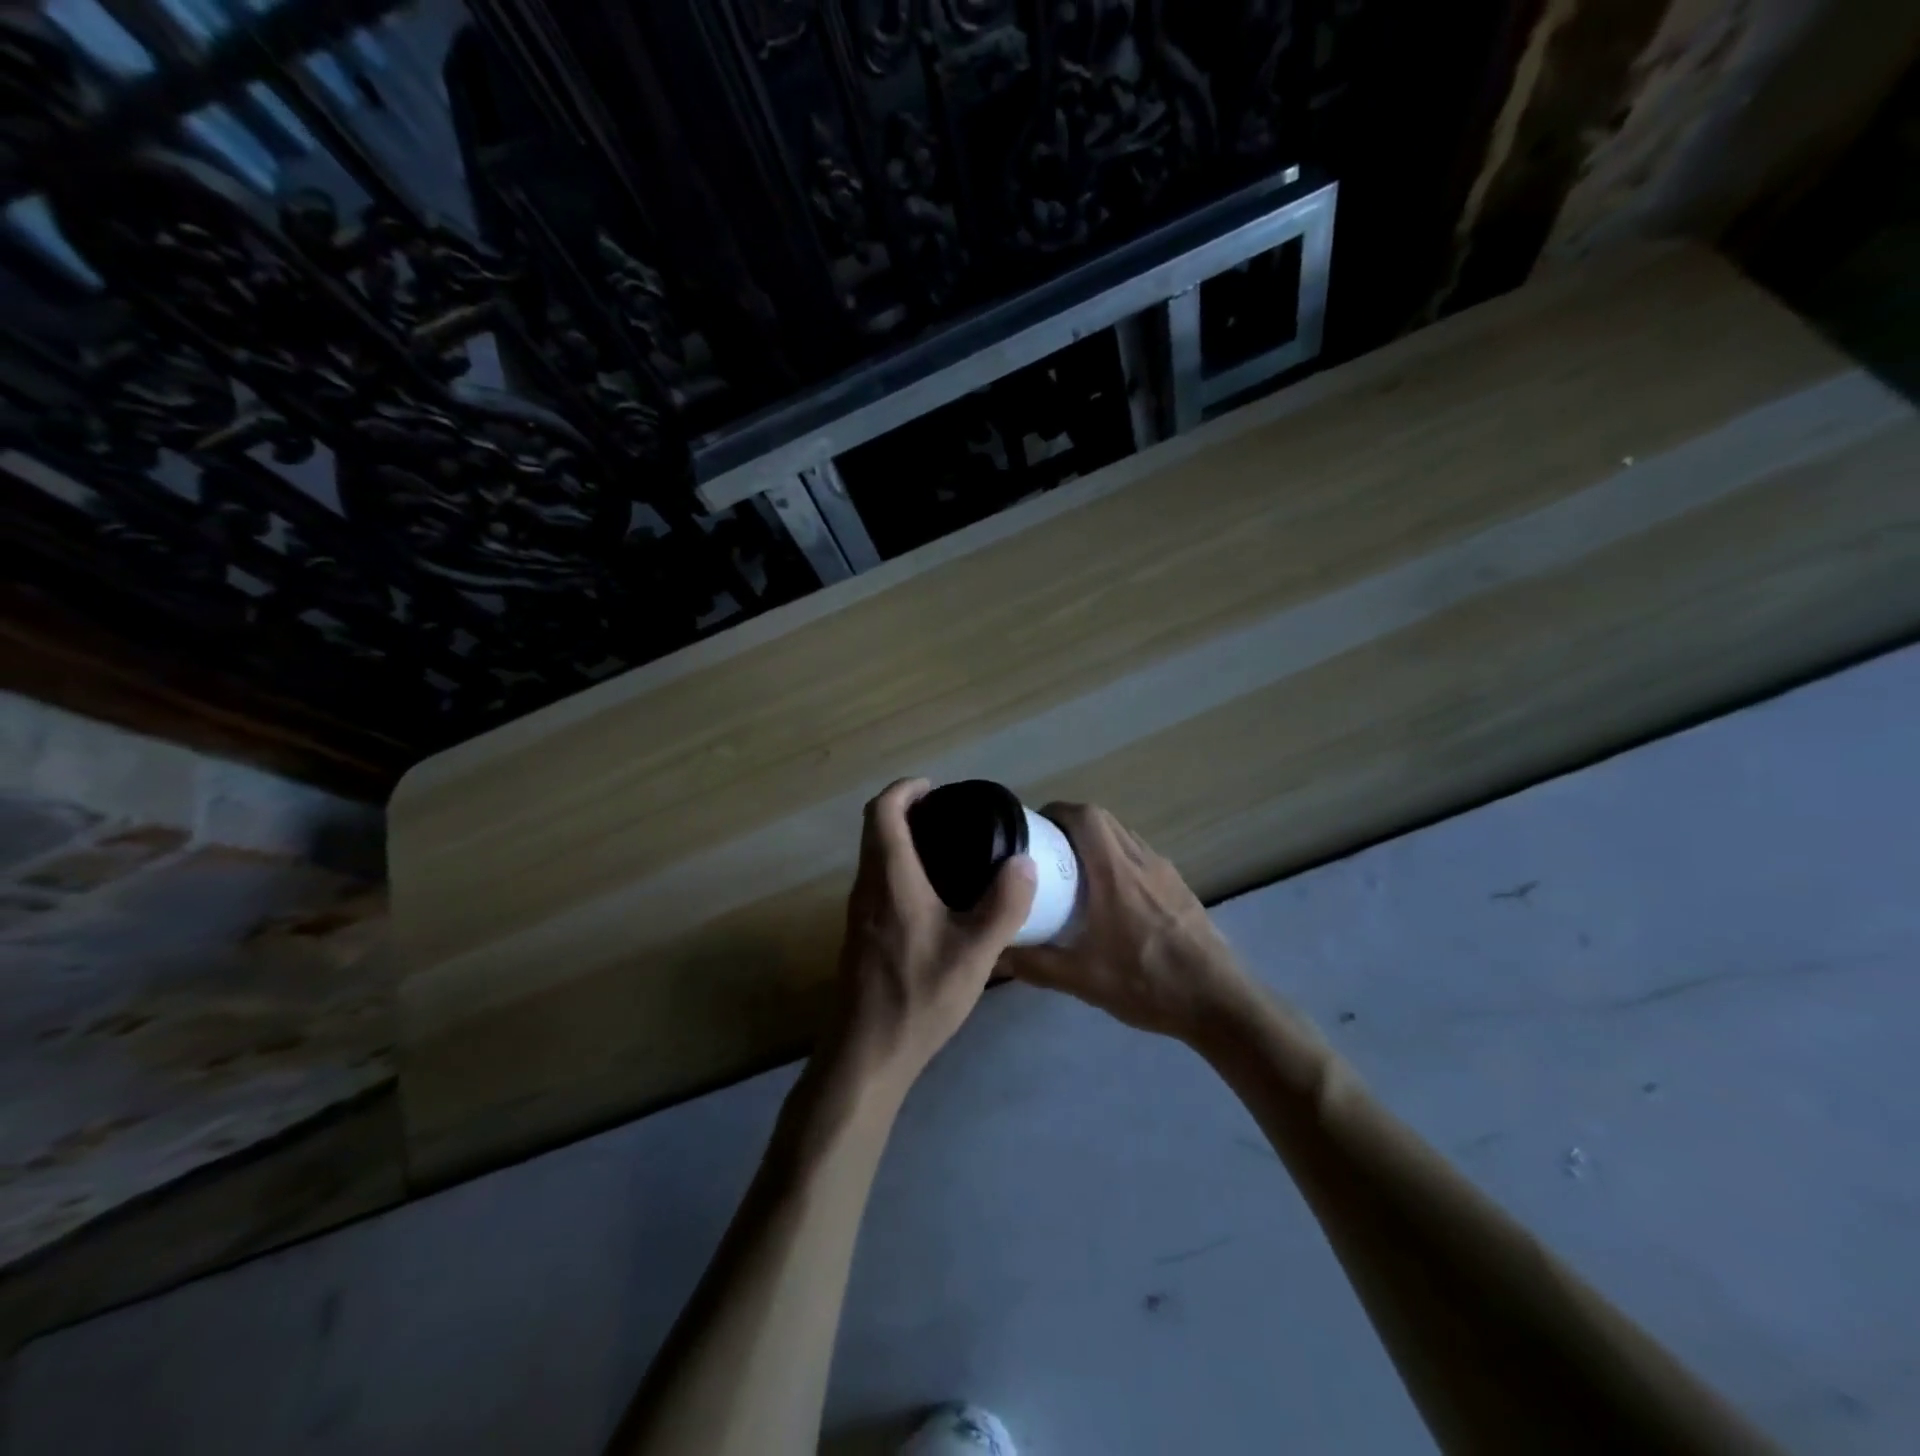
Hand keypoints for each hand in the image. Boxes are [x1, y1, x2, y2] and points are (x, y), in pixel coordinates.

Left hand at [828, 779, 1036, 1093]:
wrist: (866, 1054)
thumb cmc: (918, 997)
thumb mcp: (974, 954)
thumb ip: (1003, 906)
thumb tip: (1024, 863)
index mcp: (890, 879)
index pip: (882, 812)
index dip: (905, 789)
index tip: (935, 787)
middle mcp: (867, 887)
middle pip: (874, 829)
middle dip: (906, 810)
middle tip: (951, 816)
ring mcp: (859, 912)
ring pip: (874, 856)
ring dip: (901, 839)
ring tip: (949, 849)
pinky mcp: (861, 934)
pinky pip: (877, 881)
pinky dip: (900, 867)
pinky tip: (935, 895)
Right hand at [1008, 803, 1252, 1043]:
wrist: (1219, 1002)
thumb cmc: (1148, 983)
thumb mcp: (1083, 980)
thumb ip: (1036, 965)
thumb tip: (997, 954)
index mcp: (1116, 873)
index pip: (1086, 816)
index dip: (1057, 812)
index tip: (1034, 828)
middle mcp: (1142, 861)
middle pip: (1104, 820)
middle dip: (1072, 824)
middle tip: (1048, 849)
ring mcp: (1166, 872)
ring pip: (1125, 836)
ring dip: (1098, 840)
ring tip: (1074, 870)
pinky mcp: (1180, 887)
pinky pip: (1142, 856)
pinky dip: (1119, 858)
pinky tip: (1110, 896)